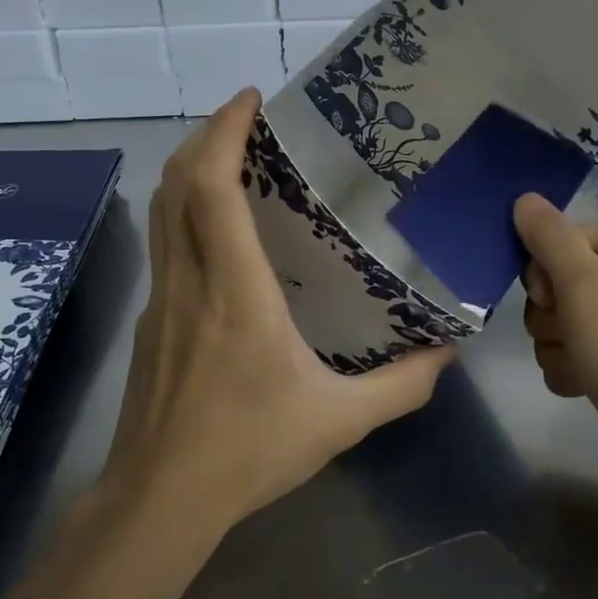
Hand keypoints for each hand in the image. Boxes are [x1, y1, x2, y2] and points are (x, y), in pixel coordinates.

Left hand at [101, 90, 453, 537]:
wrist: (160, 498)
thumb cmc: (248, 451)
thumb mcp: (340, 420)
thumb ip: (402, 385)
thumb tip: (448, 352)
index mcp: (233, 291)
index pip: (211, 188)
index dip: (224, 132)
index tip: (252, 100)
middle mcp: (188, 280)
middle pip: (175, 183)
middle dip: (206, 135)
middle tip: (247, 117)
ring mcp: (159, 298)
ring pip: (161, 210)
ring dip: (190, 169)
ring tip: (233, 156)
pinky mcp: (150, 319)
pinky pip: (164, 243)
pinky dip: (185, 211)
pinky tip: (219, 231)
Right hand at [512, 193, 597, 522]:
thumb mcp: (589, 292)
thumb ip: (551, 241)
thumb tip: (524, 197)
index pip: (563, 239)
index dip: (547, 273)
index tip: (559, 304)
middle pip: (559, 281)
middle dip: (552, 316)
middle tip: (576, 339)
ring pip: (562, 321)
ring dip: (559, 348)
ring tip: (584, 371)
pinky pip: (577, 352)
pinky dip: (572, 369)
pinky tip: (585, 388)